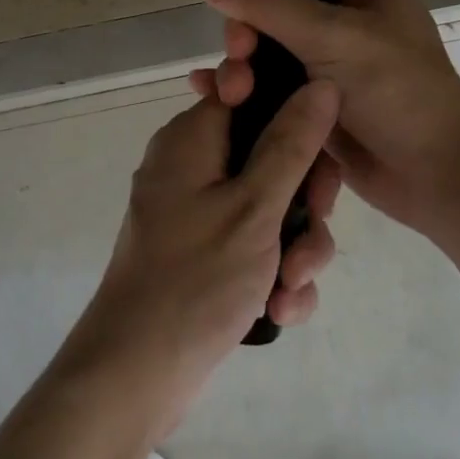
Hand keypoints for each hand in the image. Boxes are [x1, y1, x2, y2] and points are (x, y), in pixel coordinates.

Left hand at [71, 82, 341, 436]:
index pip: (252, 94)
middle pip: (272, 155)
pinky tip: (280, 310)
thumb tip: (322, 84)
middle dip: (305, 201)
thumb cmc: (194, 279)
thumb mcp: (254, 207)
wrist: (137, 374)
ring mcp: (199, 212)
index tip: (319, 155)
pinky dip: (274, 273)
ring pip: (272, 206)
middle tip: (312, 229)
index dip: (294, 117)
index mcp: (193, 138)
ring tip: (291, 287)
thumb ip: (291, 143)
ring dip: (296, 247)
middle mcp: (194, 166)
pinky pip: (256, 244)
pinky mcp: (207, 253)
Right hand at [191, 0, 459, 240]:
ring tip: (231, 94)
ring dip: (238, 65)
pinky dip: (241, 88)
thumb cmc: (396, 90)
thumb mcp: (330, 36)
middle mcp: (341, 13)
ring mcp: (326, 59)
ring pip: (262, 48)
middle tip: (240, 56)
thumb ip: (264, 2)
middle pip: (267, 5)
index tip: (226, 2)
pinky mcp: (313, 99)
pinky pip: (266, 83)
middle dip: (242, 31)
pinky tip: (211, 97)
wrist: (437, 174)